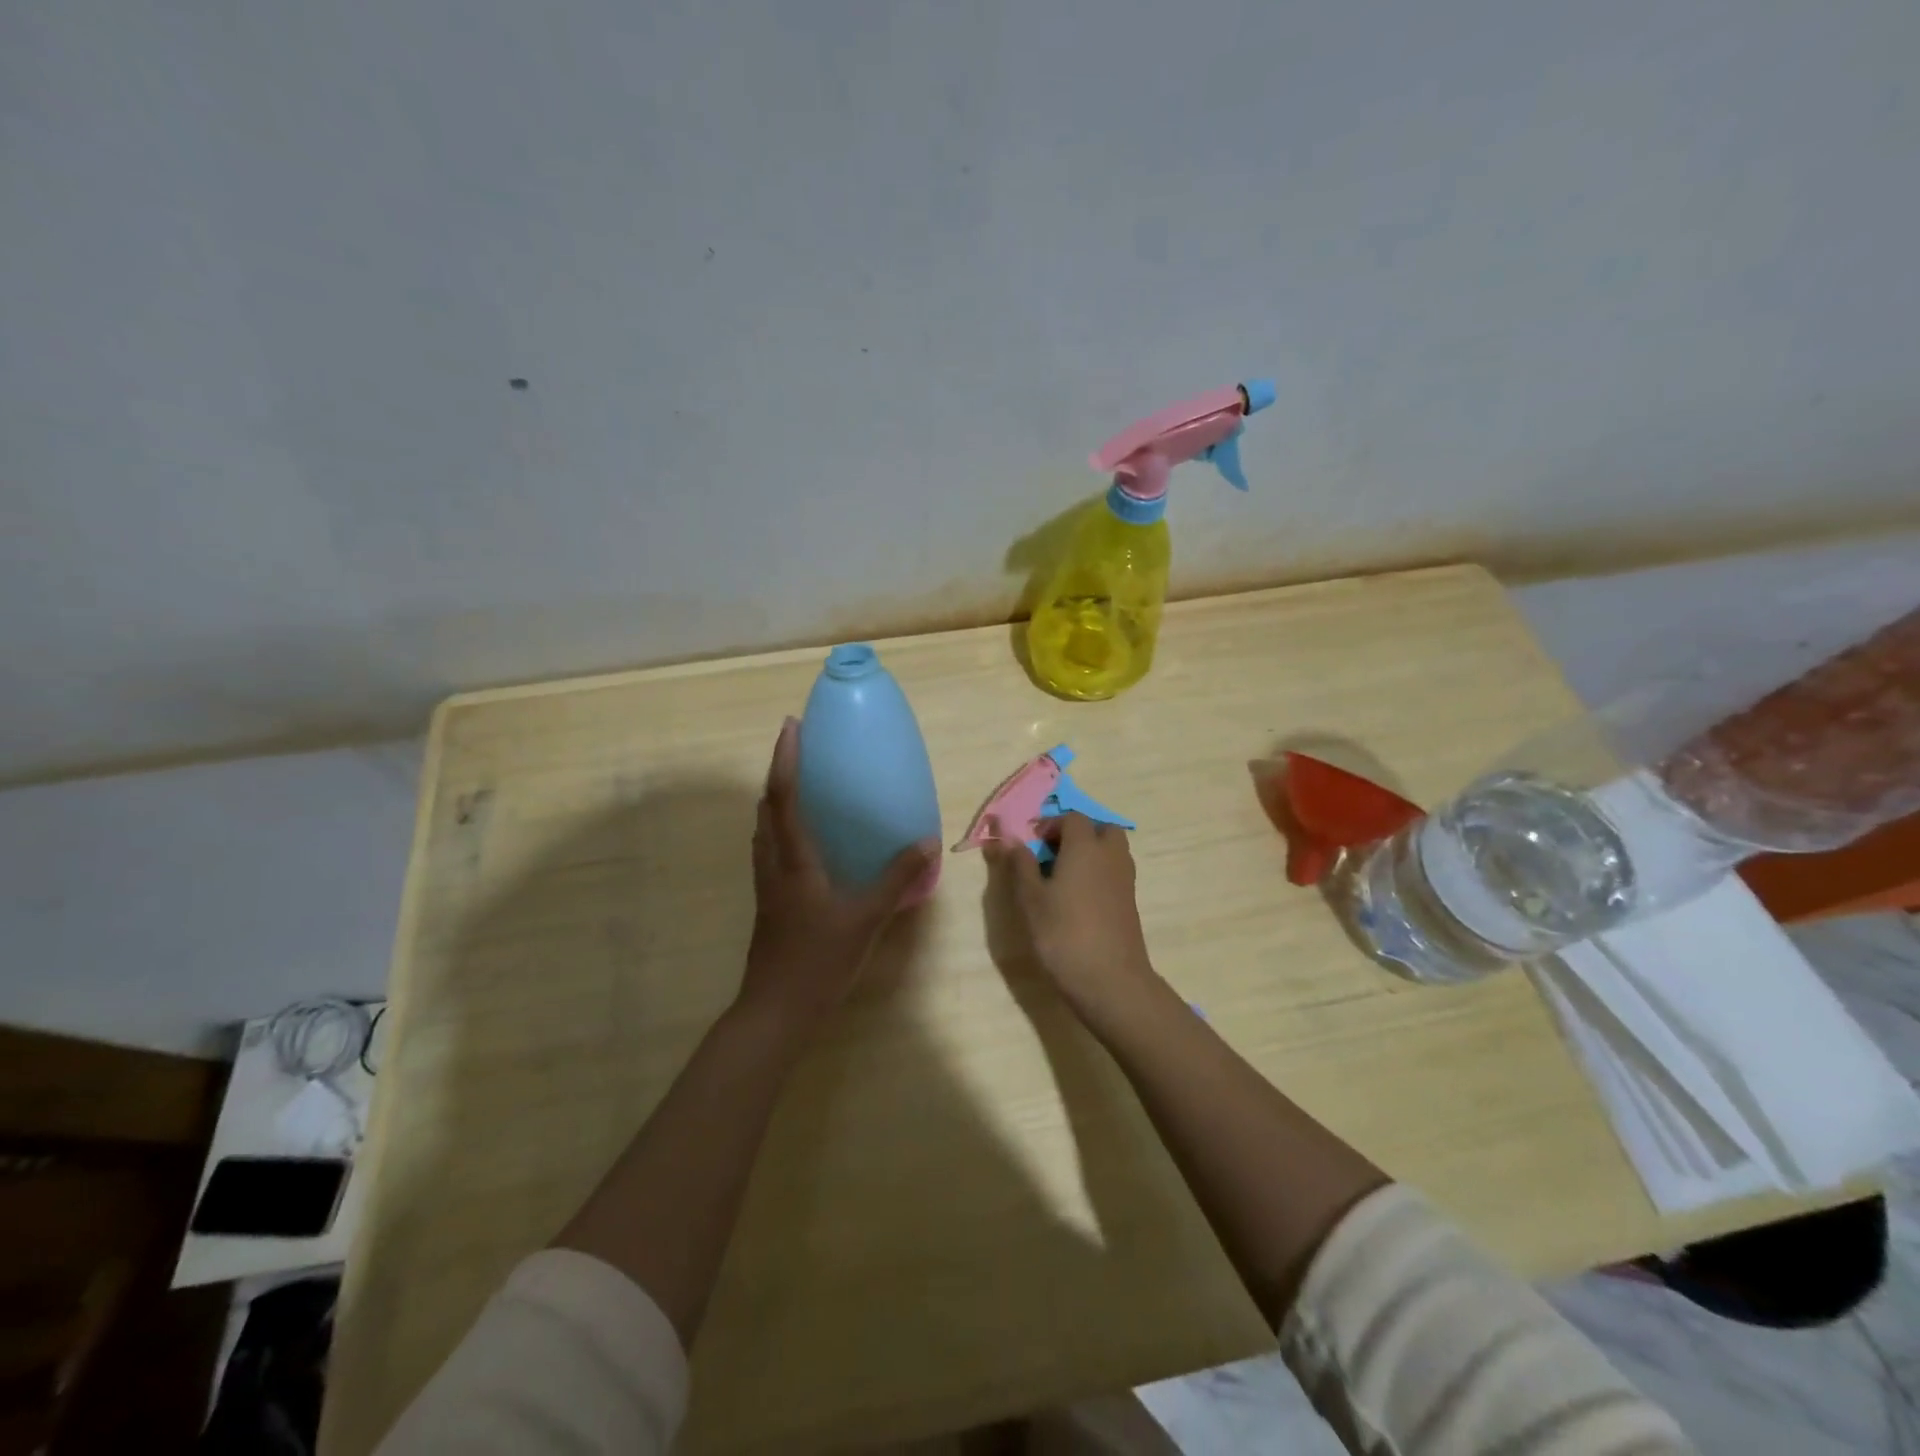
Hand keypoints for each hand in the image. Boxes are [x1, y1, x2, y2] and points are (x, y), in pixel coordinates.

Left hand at [740, 717, 937, 1030]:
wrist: (775, 1012)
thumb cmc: (818, 961)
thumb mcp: (866, 919)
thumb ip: (896, 879)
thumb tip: (926, 843)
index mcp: (793, 860)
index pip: (784, 797)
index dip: (785, 759)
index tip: (791, 726)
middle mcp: (773, 864)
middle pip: (766, 807)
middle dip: (779, 773)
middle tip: (801, 752)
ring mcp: (766, 885)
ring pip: (764, 830)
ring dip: (777, 801)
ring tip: (802, 788)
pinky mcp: (769, 903)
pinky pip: (771, 851)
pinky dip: (782, 830)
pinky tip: (806, 844)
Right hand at [983, 812, 1156, 1015]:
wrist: (1109, 980)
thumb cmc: (1063, 934)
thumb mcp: (1031, 899)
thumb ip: (1020, 864)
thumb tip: (1010, 839)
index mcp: (1085, 846)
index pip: (1072, 818)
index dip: (1050, 826)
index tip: (1031, 845)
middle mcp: (1110, 855)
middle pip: (1100, 829)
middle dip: (1077, 834)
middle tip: (1052, 856)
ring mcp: (1125, 879)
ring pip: (1111, 850)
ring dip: (1090, 853)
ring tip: (1063, 878)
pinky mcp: (1130, 901)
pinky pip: (1115, 872)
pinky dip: (1099, 874)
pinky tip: (1078, 900)